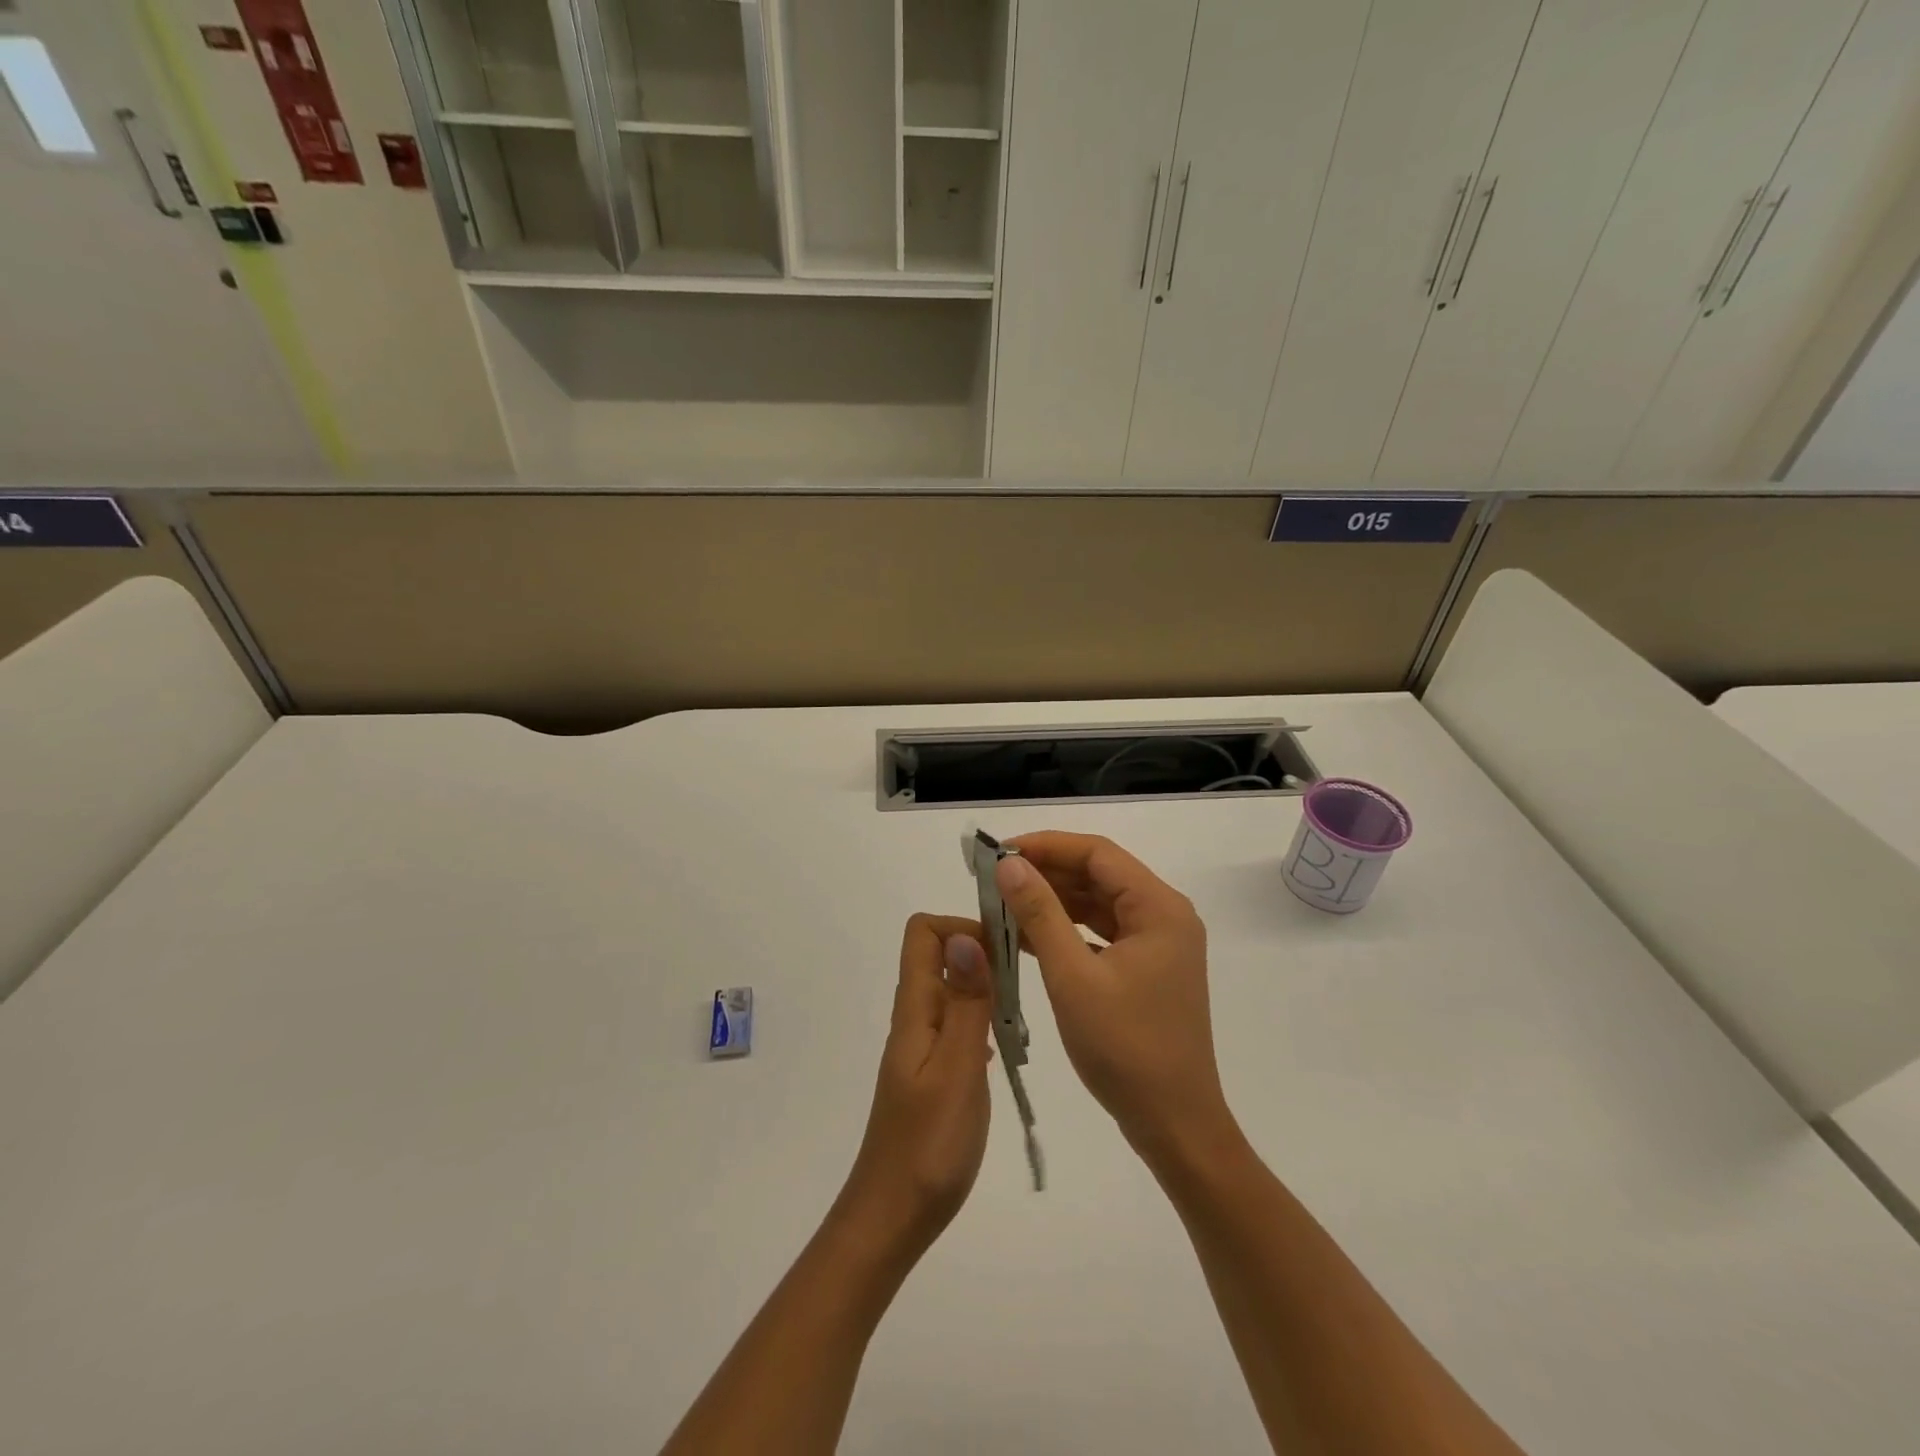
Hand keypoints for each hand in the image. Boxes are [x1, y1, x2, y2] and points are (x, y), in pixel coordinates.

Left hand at [836, 914, 994, 1260]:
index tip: (1004, 949)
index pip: (922, 933)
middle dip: (984, 955)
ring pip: (954, 991)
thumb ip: (965, 1003)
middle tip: (1027, 984)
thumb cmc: (929, 1145)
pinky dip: (985, 1022)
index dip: (961, 926)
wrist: (894, 1215)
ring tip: (1024, 1018)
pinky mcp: (933, 1071)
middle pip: (941, 956)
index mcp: (915, 1008)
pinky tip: (1008, 1048)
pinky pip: (959, 1024)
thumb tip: (966, 936)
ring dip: (988, 990)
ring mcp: (923, 1045)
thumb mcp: (956, 1069)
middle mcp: (915, 1017)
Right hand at [997, 833, 1232, 1165]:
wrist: (1174, 1125)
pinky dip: (1066, 930)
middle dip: (1046, 872)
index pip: (1097, 854)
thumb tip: (1009, 865)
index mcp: (1159, 908)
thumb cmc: (1125, 1048)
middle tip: (994, 878)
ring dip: (1053, 901)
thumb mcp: (1073, 977)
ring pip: (1098, 904)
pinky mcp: (1146, 968)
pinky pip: (1101, 933)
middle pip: (1098, 874)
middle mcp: (1164, 915)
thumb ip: (1040, 914)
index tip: (1000, 853)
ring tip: (1003, 903)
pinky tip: (1026, 936)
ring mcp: (1158, 943)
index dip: (1046, 845)